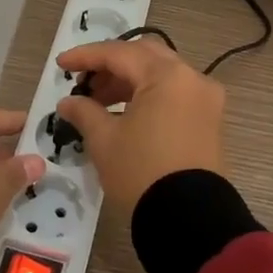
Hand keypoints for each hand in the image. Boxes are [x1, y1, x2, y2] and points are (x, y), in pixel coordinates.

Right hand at [52, 38, 225, 219]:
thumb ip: (84, 112)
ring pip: (162, 75)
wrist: (189, 219)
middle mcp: (192, 78)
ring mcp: (206, 99)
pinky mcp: (211, 121)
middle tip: (85, 83)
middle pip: (145, 56)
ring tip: (100, 102)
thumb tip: (68, 102)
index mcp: (167, 75)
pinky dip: (150, 96)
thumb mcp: (105, 141)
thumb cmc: (141, 172)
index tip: (61, 65)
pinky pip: (176, 94)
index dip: (86, 56)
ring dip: (130, 82)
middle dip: (111, 66)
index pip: (119, 53)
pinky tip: (126, 115)